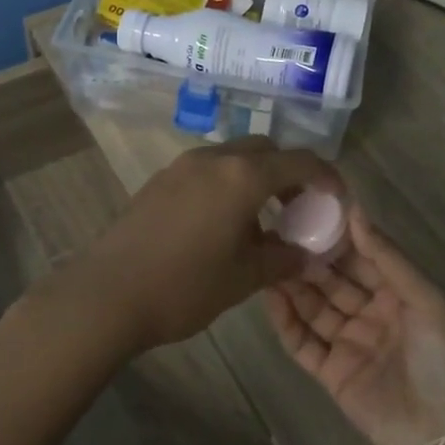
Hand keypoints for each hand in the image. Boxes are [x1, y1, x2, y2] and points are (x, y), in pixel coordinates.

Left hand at [67, 138, 341, 351]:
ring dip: (256, 178)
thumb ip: (282, 259)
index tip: (337, 198)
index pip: (299, 161)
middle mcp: (213, 159)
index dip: (326, 176)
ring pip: (233, 158)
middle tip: (299, 207)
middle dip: (289, 172)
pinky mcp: (159, 181)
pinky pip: (207, 171)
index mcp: (242, 176)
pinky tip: (223, 224)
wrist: (107, 295)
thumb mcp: (244, 278)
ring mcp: (181, 167)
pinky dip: (227, 185)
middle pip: (264, 150)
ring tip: (261, 220)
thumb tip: (305, 254)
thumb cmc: (184, 286)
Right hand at [264, 206, 444, 444]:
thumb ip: (387, 257)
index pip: (363, 258)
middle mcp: (373, 315)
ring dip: (294, 286)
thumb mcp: (426, 300)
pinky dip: (287, 322)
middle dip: (309, 259)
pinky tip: (270, 298)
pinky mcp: (331, 373)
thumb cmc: (444, 359)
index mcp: (401, 295)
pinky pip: (304, 342)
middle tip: (277, 233)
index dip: (338, 237)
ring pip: (315, 309)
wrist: (444, 436)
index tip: (308, 211)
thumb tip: (355, 210)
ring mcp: (351, 344)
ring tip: (267, 260)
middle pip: (334, 281)